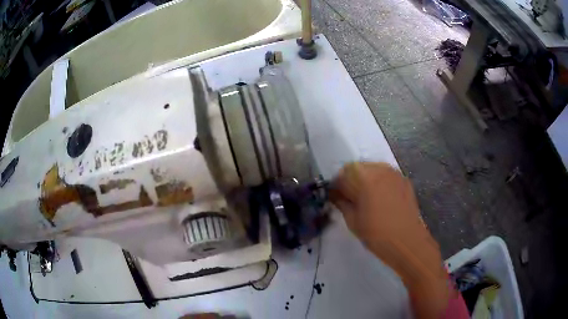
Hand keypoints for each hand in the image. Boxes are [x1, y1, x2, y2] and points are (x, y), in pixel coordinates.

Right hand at [331, 162, 449, 318]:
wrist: (407, 242)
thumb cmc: (377, 234)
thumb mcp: (353, 221)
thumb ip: (342, 203)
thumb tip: (335, 195)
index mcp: (364, 177)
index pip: (343, 172)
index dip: (336, 184)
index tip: (335, 197)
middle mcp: (380, 169)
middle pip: (358, 167)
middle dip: (350, 180)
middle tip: (349, 198)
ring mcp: (394, 173)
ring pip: (373, 169)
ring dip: (365, 179)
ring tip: (365, 198)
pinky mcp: (404, 180)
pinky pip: (386, 175)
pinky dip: (379, 182)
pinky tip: (380, 198)